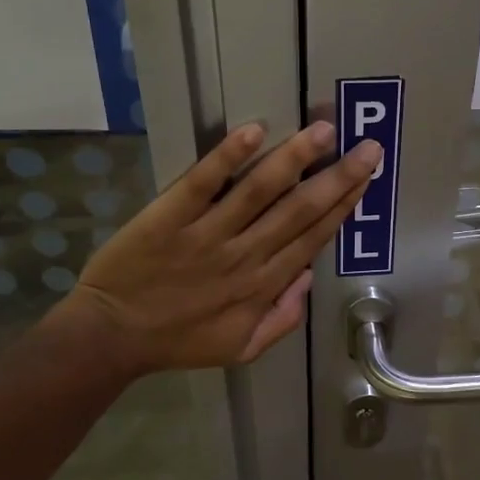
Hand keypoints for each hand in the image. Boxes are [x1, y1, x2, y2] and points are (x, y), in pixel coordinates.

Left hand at [57, 122, 380, 374]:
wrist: (112, 336)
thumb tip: (307, 277)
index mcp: (263, 285)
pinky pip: (203, 183)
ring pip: (260, 191)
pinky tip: (254, 131)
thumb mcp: (242, 348)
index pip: (313, 237)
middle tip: (367, 148)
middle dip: (337, 178)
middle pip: (299, 210)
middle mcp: (245, 254)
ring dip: (294, 159)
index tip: (366, 179)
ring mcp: (208, 233)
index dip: (342, 206)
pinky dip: (228, 157)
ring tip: (323, 131)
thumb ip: (282, 319)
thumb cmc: (179, 341)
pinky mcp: (170, 216)